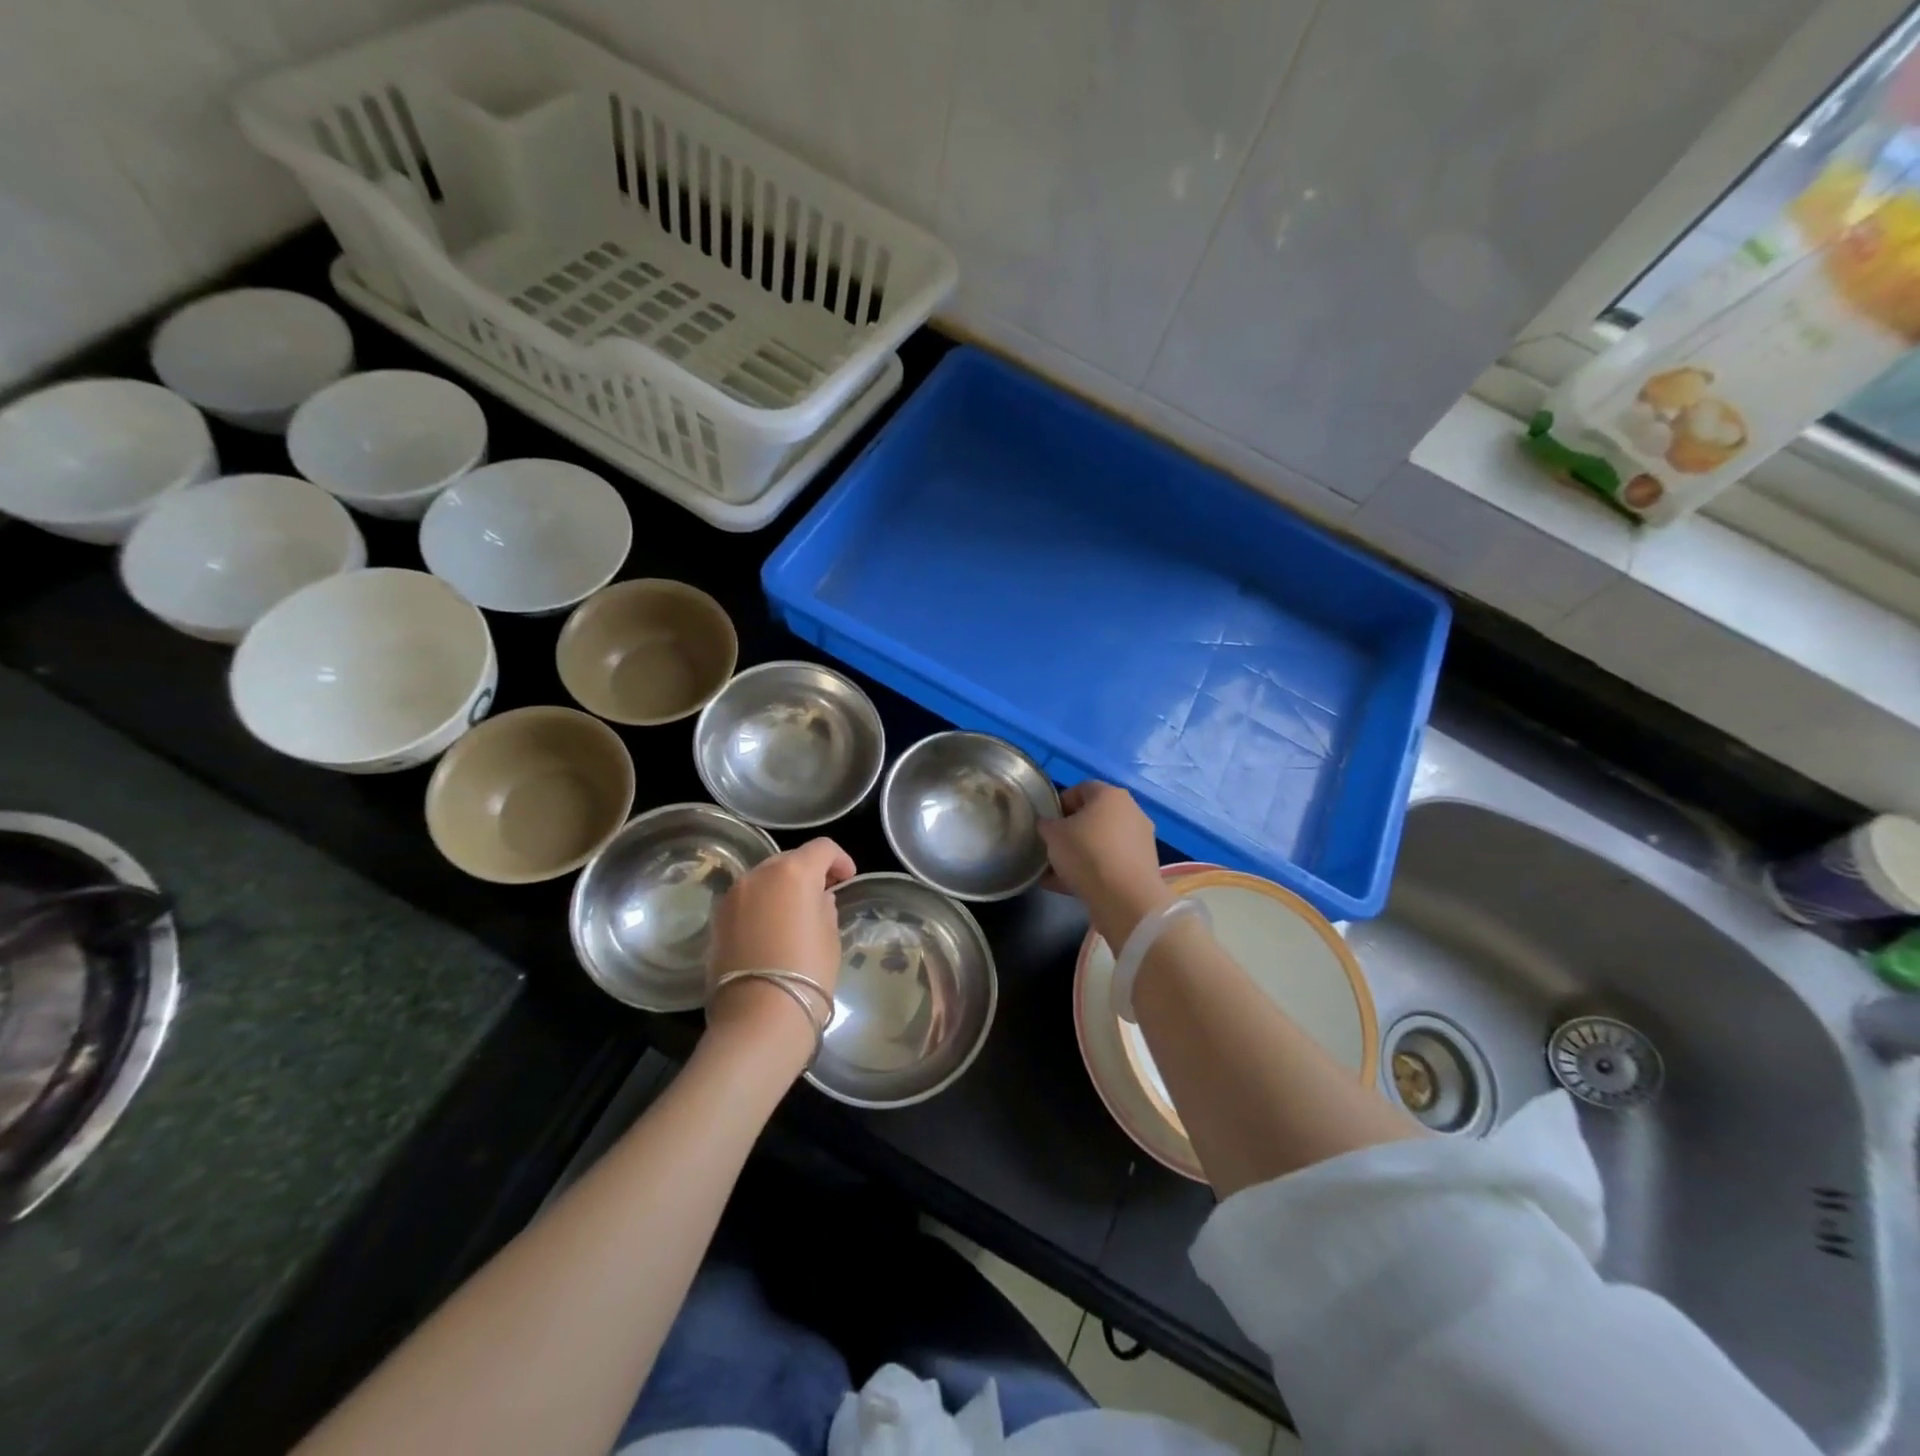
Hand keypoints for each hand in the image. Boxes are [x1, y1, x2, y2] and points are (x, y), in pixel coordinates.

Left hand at [706, 838, 855, 1058]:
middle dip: (809, 871)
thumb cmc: (807, 972)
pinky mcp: (717, 920)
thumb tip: (818, 899)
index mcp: (793, 872)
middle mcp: (758, 875)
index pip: (822, 848)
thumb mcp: (830, 936)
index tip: (847, 879)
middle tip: (824, 894)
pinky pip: (746, 900)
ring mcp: (733, 896)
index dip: (839, 859)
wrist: (758, 1018)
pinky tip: (772, 930)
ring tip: (796, 914)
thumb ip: (825, 907)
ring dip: (782, 887)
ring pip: (764, 878)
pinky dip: (762, 905)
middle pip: (789, 859)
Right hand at [1037, 782, 1171, 945]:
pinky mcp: (1142, 867)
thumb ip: (1046, 824)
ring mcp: (1140, 840)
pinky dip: (1091, 871)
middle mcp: (1130, 812)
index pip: (1081, 789)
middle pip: (1093, 817)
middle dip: (1070, 831)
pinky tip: (1067, 886)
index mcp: (1110, 795)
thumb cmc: (1086, 854)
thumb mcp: (1053, 835)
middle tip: (1051, 846)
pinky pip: (1110, 863)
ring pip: (1101, 842)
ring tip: (1055, 871)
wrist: (1125, 899)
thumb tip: (1048, 824)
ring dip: (1079, 853)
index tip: (1046, 822)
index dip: (1060, 803)